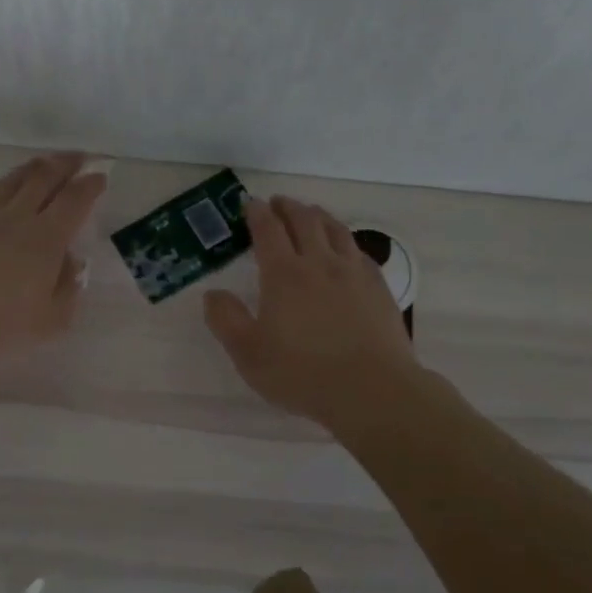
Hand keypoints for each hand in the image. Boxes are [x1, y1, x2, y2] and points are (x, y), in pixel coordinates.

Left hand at [0, 153, 105, 381]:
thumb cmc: (0, 330)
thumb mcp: (52, 320)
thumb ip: (69, 286)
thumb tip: (70, 261)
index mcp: (46, 239)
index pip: (74, 199)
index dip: (90, 185)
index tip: (100, 177)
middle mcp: (16, 217)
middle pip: (44, 177)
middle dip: (66, 164)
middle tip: (79, 159)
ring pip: (12, 180)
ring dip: (34, 168)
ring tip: (45, 165)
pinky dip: (1, 185)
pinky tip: (3, 188)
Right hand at [204, 196, 419, 430]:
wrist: (372, 390)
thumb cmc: (302, 374)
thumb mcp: (249, 354)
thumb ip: (226, 320)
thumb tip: (212, 294)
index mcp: (284, 274)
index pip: (268, 231)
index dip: (258, 213)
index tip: (251, 203)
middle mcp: (319, 263)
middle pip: (304, 221)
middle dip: (288, 207)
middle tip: (278, 202)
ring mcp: (354, 273)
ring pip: (335, 230)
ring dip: (318, 216)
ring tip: (310, 213)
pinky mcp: (379, 288)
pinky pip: (360, 251)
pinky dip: (346, 240)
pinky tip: (346, 248)